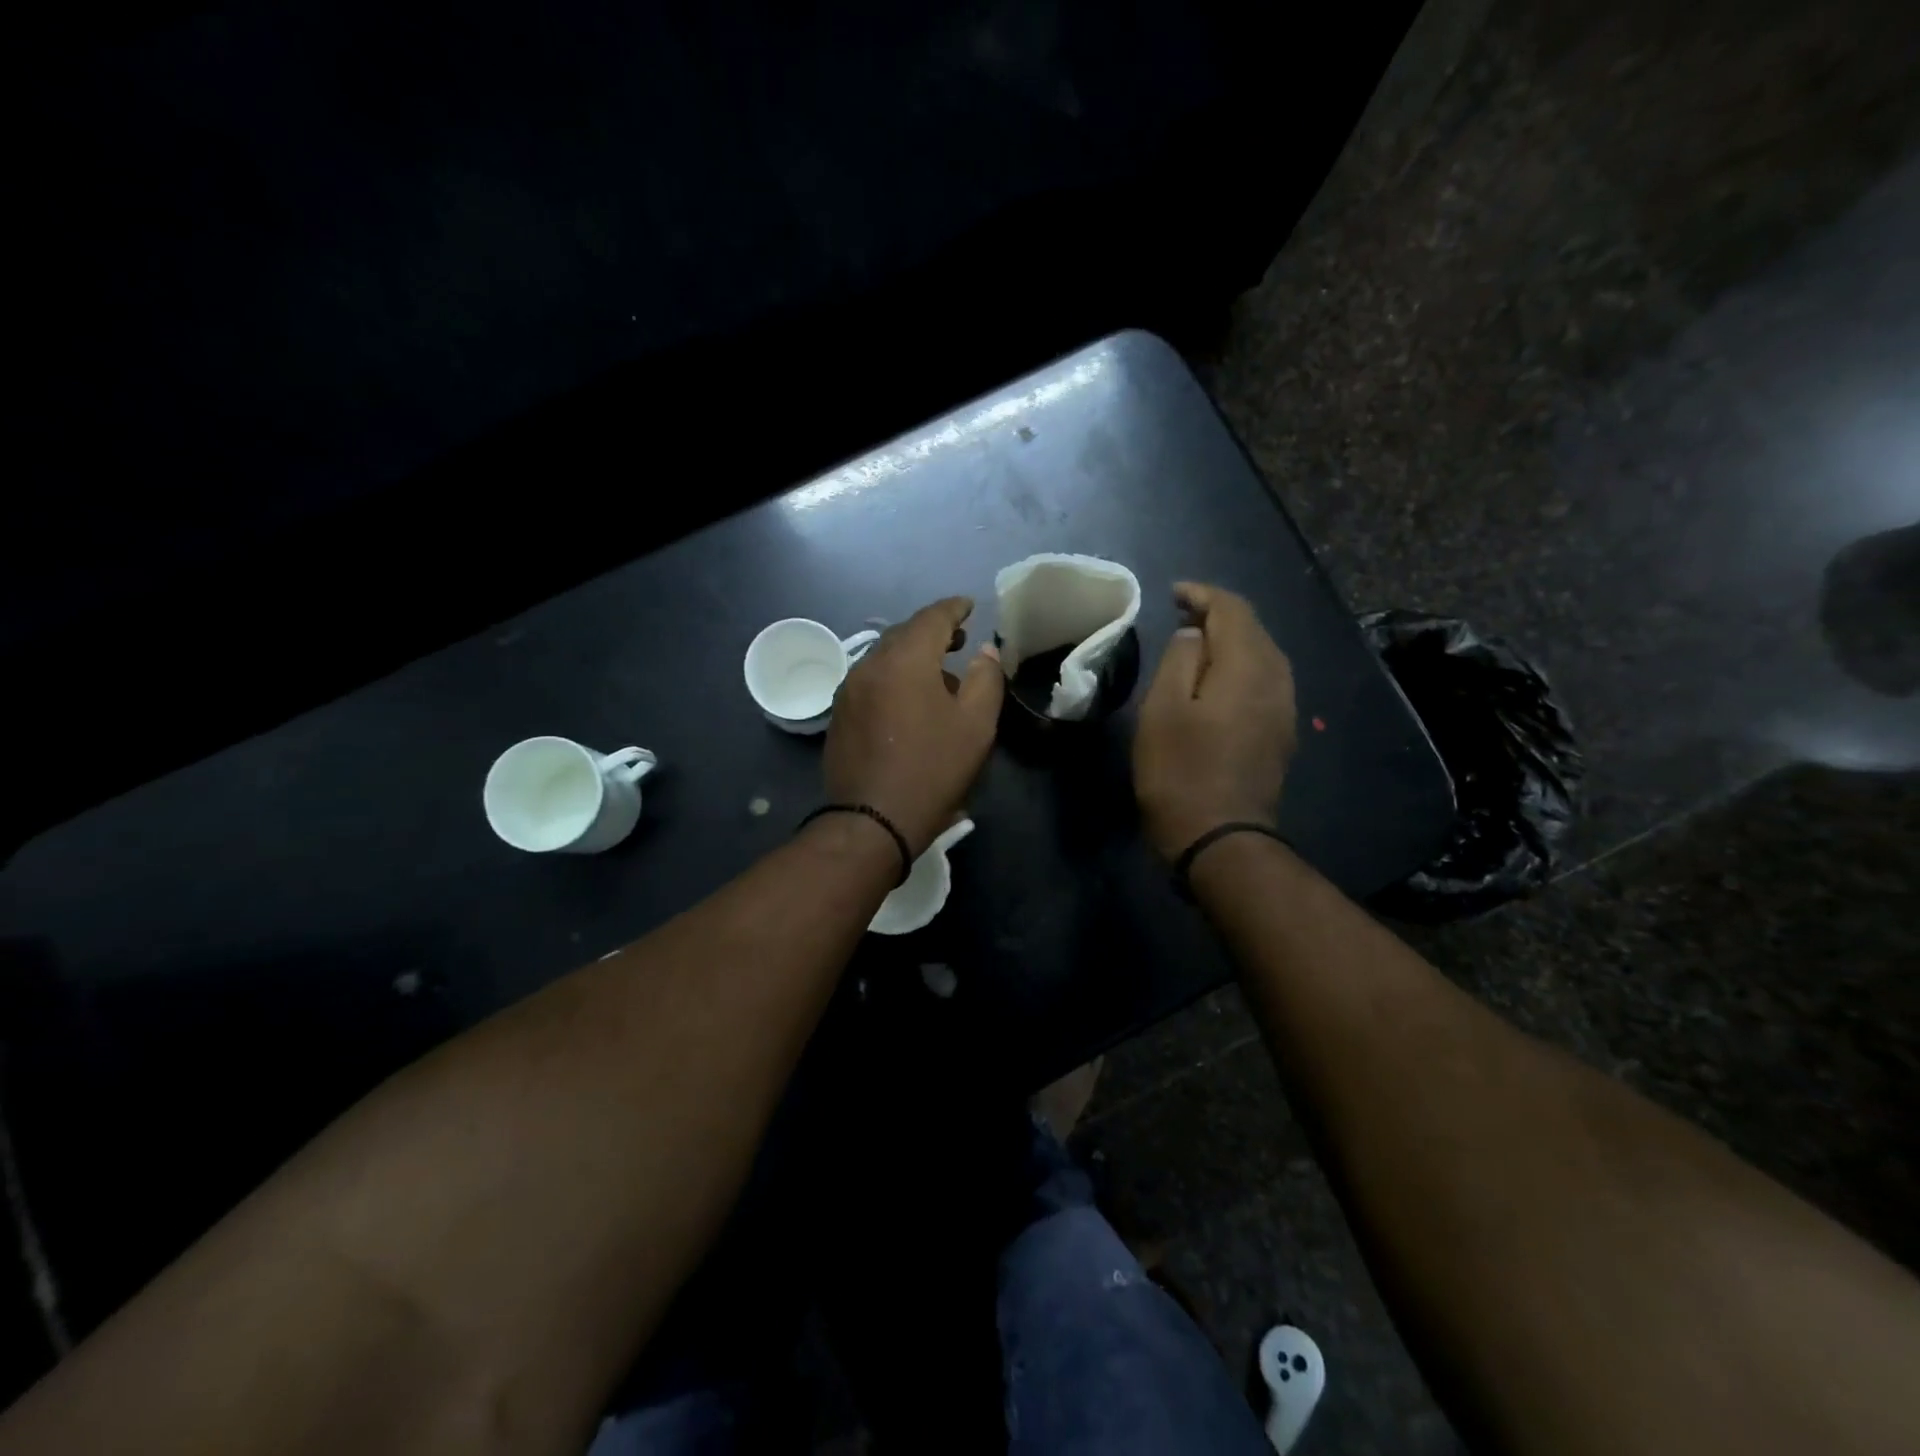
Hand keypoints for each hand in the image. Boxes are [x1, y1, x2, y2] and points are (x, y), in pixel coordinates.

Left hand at [823, 597, 1003, 856]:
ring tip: (938, 672)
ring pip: (884, 657)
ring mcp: (848, 689)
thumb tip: (983, 650)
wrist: (872, 820)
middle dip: (932, 631)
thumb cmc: (932, 769)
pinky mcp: (839, 715)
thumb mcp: (975, 724)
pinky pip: (871, 680)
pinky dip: (893, 676)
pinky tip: (909, 699)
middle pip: (903, 633)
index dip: (954, 608)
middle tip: (958, 638)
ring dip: (912, 656)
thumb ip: (985, 678)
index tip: (970, 606)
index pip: (932, 617)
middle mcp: (869, 664)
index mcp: (904, 659)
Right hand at [1132, 582, 1297, 861]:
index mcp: (1248, 667)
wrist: (1220, 839)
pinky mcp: (1280, 733)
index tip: (1173, 594)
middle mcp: (1277, 680)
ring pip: (1262, 655)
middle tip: (1181, 615)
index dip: (1203, 594)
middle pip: (1253, 629)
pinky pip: (1264, 681)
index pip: (1233, 609)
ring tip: (1195, 644)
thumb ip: (1180, 660)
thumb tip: (1194, 635)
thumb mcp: (1163, 710)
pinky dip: (1239, 668)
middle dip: (1218, 615)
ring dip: (1230, 642)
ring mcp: (1284, 709)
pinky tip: (1217, 682)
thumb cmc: (1180, 772)